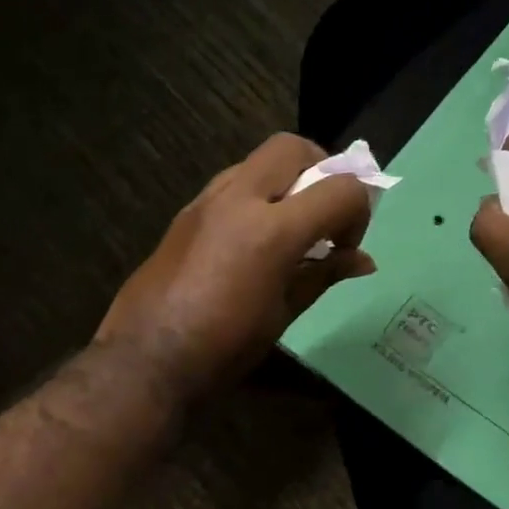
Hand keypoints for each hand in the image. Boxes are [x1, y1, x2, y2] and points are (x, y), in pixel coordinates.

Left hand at [97, 134, 376, 400]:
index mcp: (271, 231)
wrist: (146, 359)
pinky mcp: (182, 216)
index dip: (358, 212)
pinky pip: (227, 186)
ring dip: (282, 181)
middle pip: (291, 148)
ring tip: (286, 226)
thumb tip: (362, 261)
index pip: (340, 190)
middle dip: (320, 170)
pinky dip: (251, 197)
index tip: (345, 246)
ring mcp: (204, 203)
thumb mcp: (282, 316)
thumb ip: (322, 276)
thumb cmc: (223, 348)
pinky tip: (249, 240)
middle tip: (322, 213)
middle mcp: (237, 200)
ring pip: (255, 162)